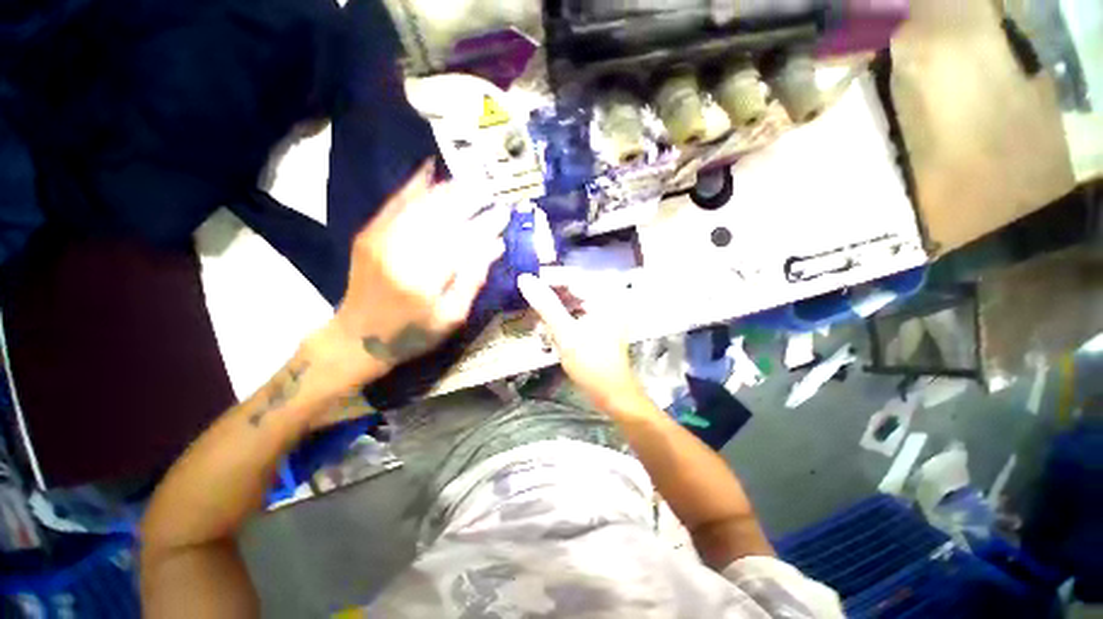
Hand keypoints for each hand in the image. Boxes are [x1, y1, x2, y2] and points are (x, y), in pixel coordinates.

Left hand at [329, 160, 509, 380]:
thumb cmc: (413, 333)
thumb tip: (495, 246)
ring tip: (472, 180)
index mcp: (425, 279)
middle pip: (441, 215)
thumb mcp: (452, 318)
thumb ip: (473, 280)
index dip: (486, 224)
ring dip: (448, 189)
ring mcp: (380, 238)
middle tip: (492, 190)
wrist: (358, 337)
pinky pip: (395, 202)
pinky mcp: (370, 233)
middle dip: (470, 198)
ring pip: (420, 204)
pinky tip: (430, 169)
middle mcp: (400, 252)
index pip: (463, 241)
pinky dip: (415, 184)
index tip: (504, 213)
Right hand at [517, 273, 642, 408]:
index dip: (547, 278)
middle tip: (529, 302)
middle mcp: (606, 299)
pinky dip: (561, 320)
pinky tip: (549, 330)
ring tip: (538, 320)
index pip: (571, 276)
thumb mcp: (565, 332)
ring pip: (571, 302)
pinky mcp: (597, 324)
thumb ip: (545, 305)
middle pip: (570, 289)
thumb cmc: (592, 363)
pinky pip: (574, 314)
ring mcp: (602, 312)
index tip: (524, 281)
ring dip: (553, 310)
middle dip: (549, 298)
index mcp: (604, 296)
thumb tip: (525, 279)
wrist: (612, 393)